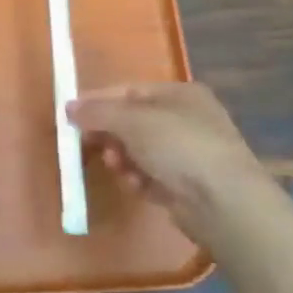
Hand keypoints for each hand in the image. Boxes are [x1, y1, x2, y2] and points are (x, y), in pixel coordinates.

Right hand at [68, 82, 278, 237]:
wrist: (223, 202)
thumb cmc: (179, 146)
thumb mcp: (132, 120)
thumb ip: (97, 112)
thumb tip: (68, 107)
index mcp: (180, 94)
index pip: (128, 91)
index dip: (98, 102)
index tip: (70, 116)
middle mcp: (186, 119)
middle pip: (132, 122)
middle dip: (109, 134)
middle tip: (90, 144)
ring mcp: (188, 154)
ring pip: (139, 151)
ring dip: (122, 158)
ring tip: (118, 167)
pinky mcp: (186, 185)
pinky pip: (149, 175)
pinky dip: (138, 178)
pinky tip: (135, 185)